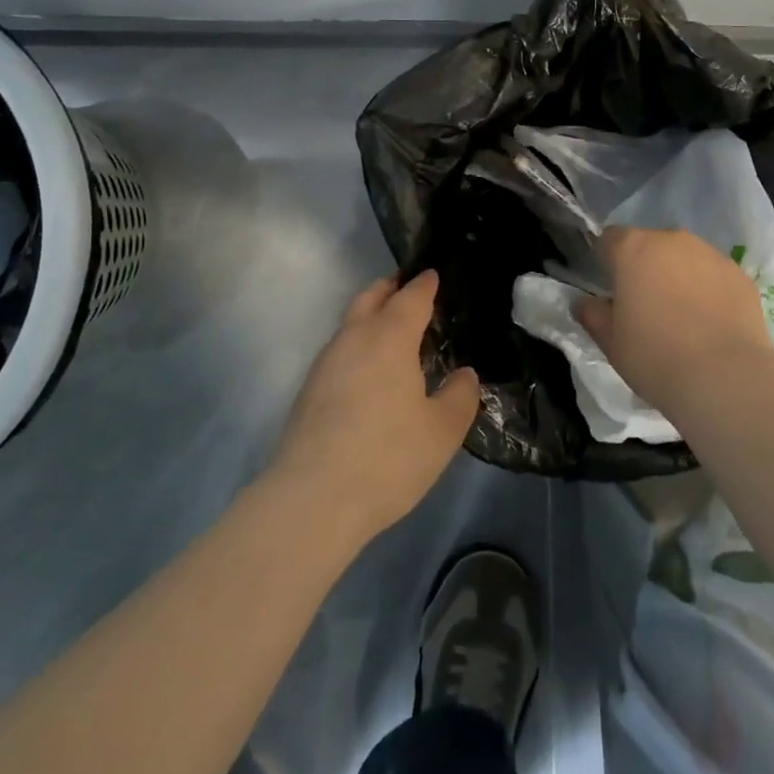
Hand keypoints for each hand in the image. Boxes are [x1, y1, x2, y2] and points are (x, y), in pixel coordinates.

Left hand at [267, 271, 479, 541]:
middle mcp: (354, 339)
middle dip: (389, 289)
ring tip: (390, 329)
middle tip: (406, 287)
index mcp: (390, 337)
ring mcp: (326, 363)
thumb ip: (459, 397)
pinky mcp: (309, 390)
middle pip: (371, 298)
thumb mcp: (442, 431)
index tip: (433, 274)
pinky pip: (339, 350)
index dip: (424, 284)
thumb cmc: (388, 457)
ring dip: (370, 315)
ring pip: (350, 323)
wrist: (313, 498)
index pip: (410, 297)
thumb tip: (464, 375)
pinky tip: (368, 370)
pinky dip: (357, 344)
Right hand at [577, 227, 773, 416]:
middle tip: (646, 307)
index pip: (609, 239)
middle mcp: (671, 240)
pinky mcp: (740, 274)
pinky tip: (710, 323)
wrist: (726, 378)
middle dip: (645, 267)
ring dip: (678, 276)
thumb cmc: (655, 356)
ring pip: (684, 257)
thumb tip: (584, 302)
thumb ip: (592, 314)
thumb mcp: (611, 342)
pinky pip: (714, 275)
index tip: (612, 291)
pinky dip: (708, 290)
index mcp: (632, 249)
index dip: (607, 262)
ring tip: (683, 317)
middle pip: (649, 245)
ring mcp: (710, 254)